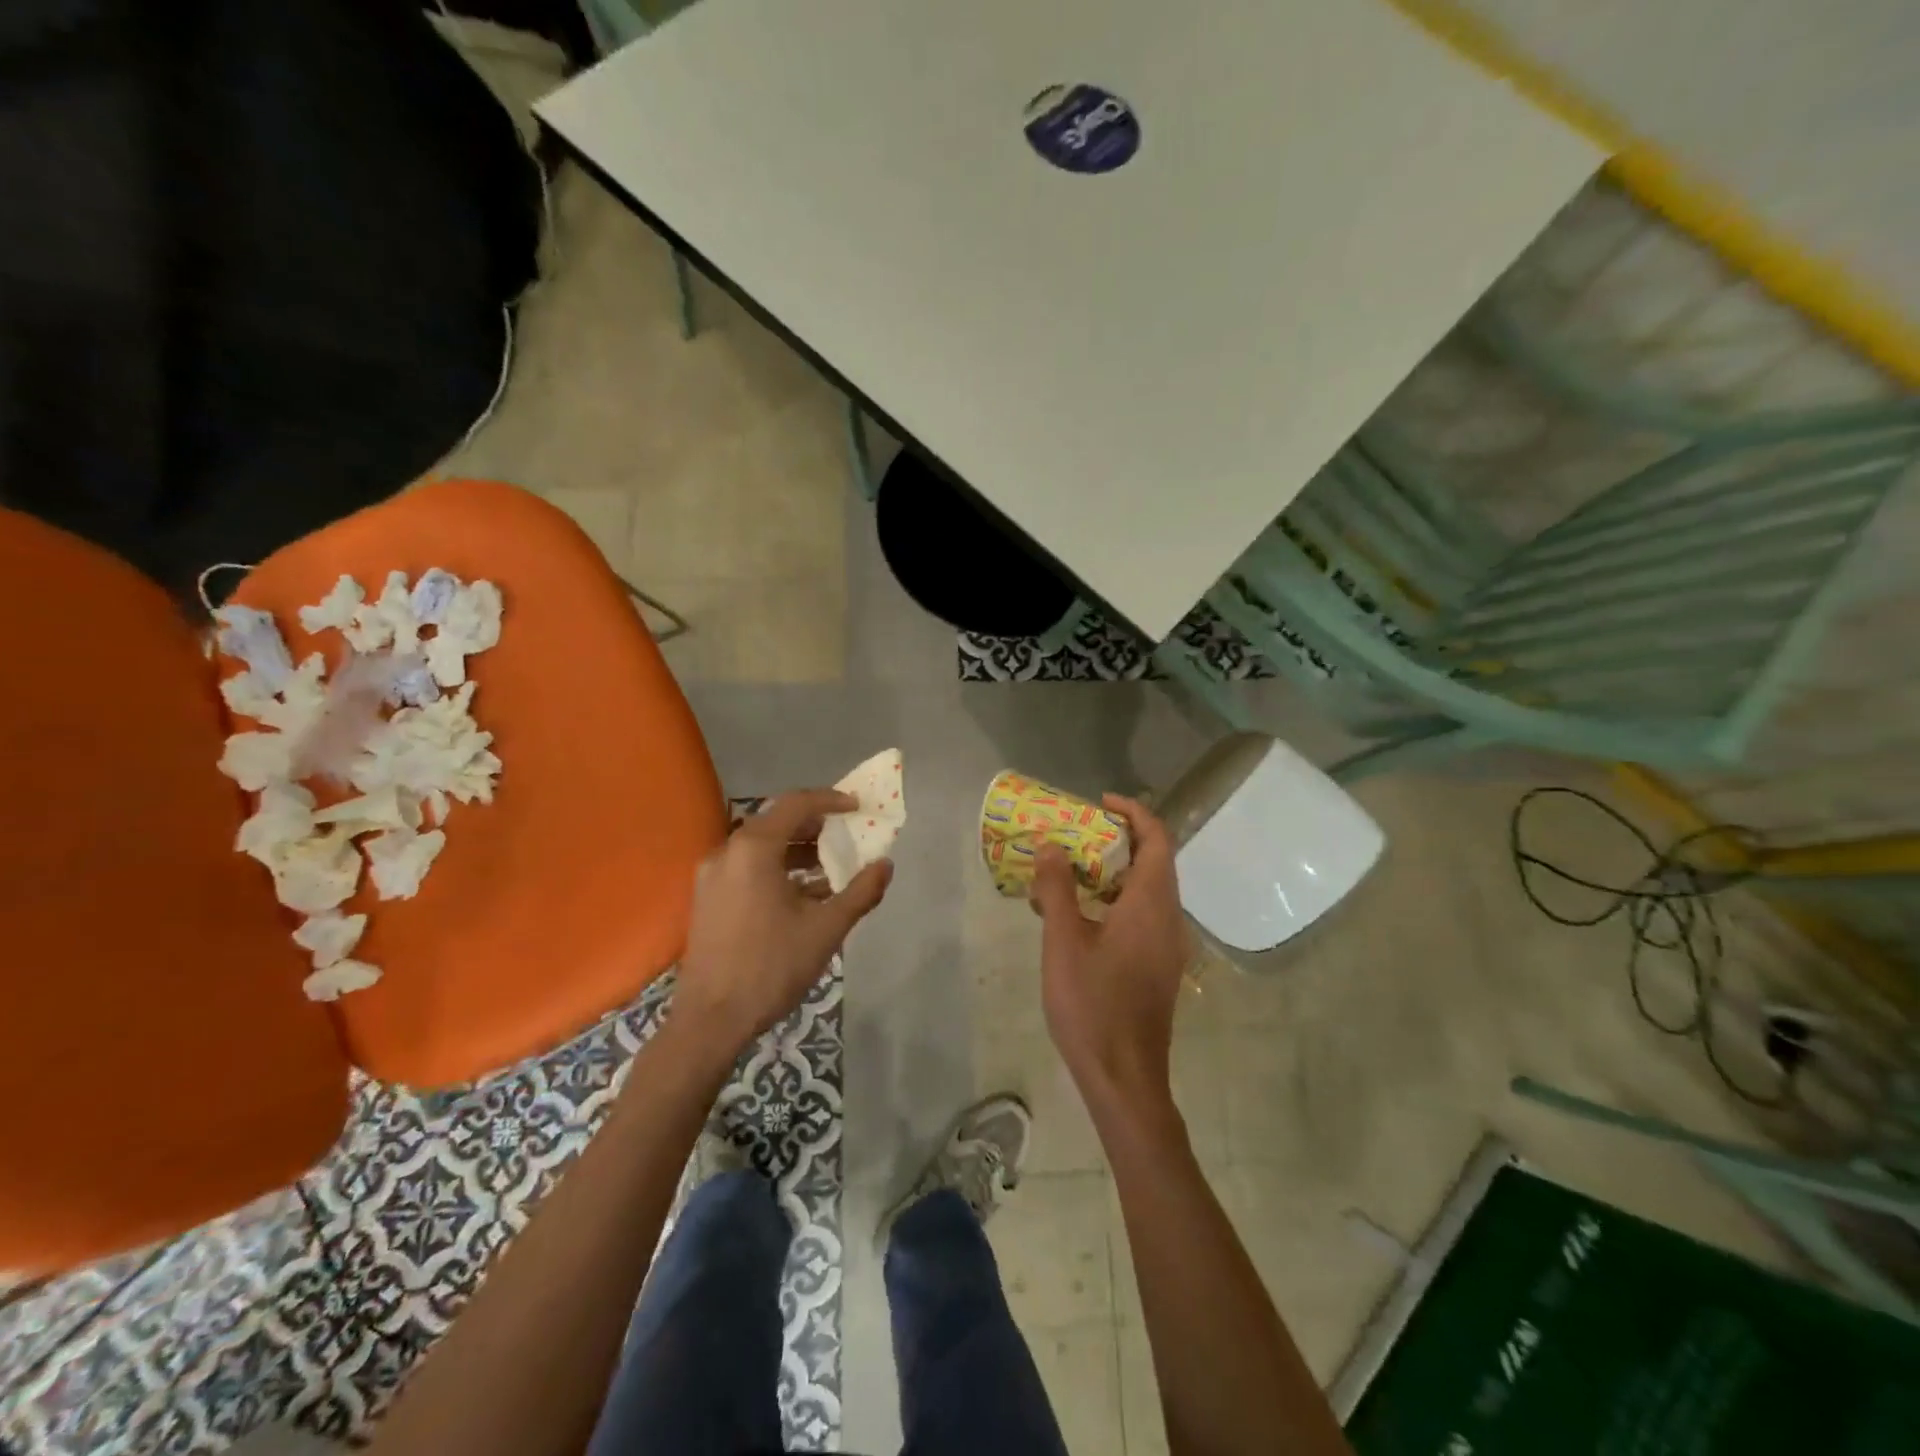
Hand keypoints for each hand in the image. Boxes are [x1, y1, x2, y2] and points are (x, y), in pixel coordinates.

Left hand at [674, 789, 891, 1055]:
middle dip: (815, 826)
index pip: (796, 804)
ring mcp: (712, 876)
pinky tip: (804, 894)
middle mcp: (727, 852)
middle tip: (847, 835)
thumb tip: (886, 865)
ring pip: (762, 847)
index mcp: (753, 849)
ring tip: (832, 868)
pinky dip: (778, 869)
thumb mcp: (826, 929)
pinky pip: (748, 868)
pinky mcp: (708, 898)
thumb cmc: (771, 966)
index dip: (830, 800)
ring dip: (797, 850)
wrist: (711, 1019)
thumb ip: (860, 892)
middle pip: (777, 822)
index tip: (857, 807)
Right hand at [1032, 795, 1192, 1113]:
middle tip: (1076, 833)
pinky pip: (1142, 915)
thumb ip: (1057, 889)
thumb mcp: (1063, 942)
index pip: (1157, 839)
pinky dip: (1114, 900)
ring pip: (1146, 891)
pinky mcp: (1158, 966)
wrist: (1125, 1078)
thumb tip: (1050, 845)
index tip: (1099, 802)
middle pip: (1154, 861)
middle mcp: (1168, 918)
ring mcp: (1167, 945)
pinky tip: (1078, 916)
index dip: (1133, 812)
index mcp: (1151, 904)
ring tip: (1069, 870)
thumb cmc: (1093, 1005)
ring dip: (1114, 871)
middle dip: (1119, 839)